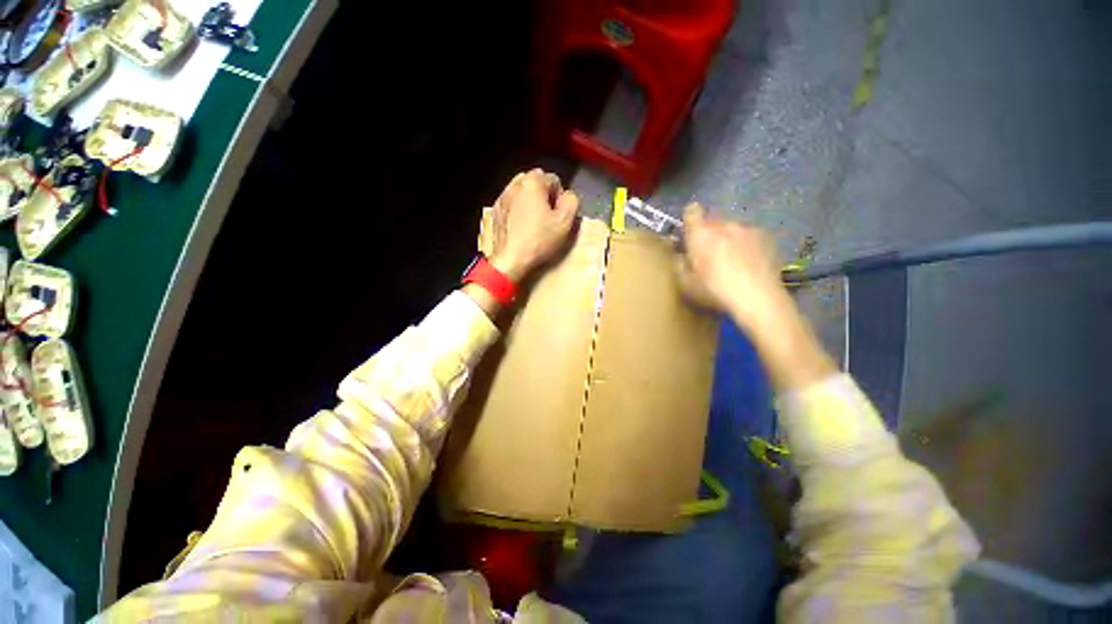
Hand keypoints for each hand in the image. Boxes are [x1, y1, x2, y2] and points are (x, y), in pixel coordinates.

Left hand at [480, 169, 579, 281]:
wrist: (510, 260)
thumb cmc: (540, 240)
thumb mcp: (565, 222)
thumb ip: (572, 201)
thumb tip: (568, 196)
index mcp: (532, 182)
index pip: (553, 179)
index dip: (560, 197)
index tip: (559, 214)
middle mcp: (514, 184)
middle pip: (535, 182)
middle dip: (544, 195)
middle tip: (548, 216)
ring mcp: (502, 197)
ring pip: (522, 192)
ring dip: (530, 202)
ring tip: (534, 221)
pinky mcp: (495, 212)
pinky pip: (511, 204)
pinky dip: (518, 210)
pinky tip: (521, 227)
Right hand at [677, 203, 788, 328]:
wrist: (757, 298)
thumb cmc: (714, 291)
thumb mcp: (685, 284)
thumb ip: (679, 264)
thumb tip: (680, 253)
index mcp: (701, 233)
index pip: (691, 210)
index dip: (689, 220)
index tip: (689, 234)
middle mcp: (724, 225)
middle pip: (713, 221)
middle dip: (709, 233)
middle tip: (709, 254)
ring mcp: (748, 229)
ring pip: (733, 228)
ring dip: (729, 239)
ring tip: (733, 262)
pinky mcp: (768, 237)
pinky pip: (751, 236)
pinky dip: (748, 246)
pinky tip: (750, 264)